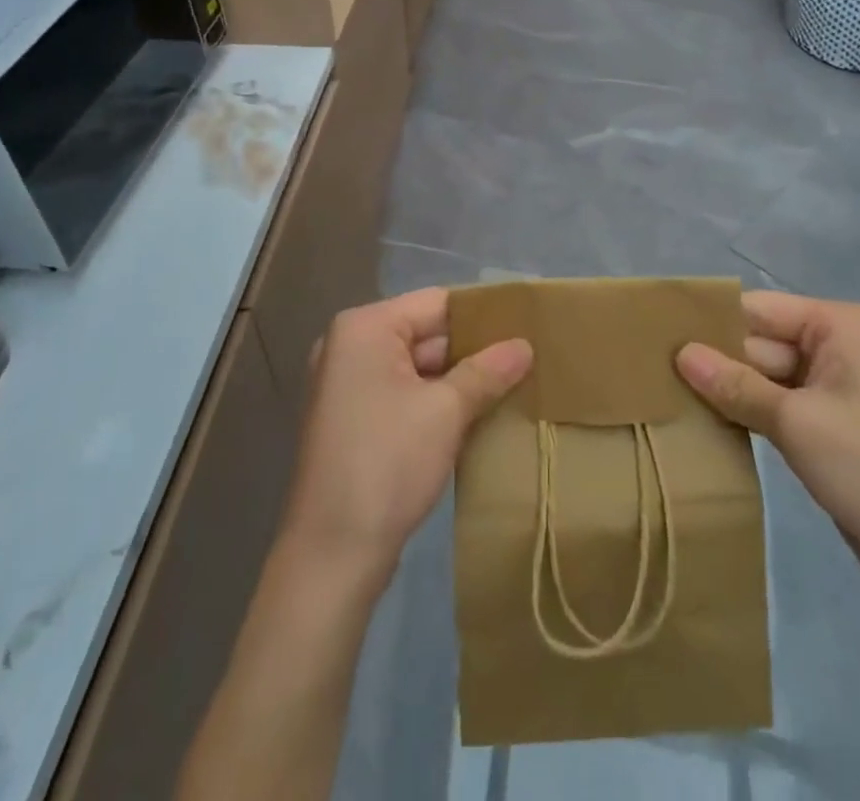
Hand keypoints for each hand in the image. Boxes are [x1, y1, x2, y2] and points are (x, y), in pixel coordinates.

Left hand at [279, 288, 532, 585]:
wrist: (332, 556)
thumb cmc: (387, 464)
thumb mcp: (445, 412)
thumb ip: (487, 371)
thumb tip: (525, 346)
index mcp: (364, 328)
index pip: (435, 303)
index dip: (482, 314)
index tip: (525, 324)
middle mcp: (351, 346)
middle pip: (425, 333)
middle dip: (474, 349)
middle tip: (527, 358)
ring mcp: (349, 385)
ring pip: (418, 367)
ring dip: (460, 378)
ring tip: (514, 383)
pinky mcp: (355, 420)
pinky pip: (405, 393)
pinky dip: (438, 401)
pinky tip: (479, 413)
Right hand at [676, 291, 859, 614]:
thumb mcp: (796, 422)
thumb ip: (735, 385)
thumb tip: (680, 353)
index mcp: (837, 327)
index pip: (758, 309)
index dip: (711, 320)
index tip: (658, 332)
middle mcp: (835, 347)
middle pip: (759, 342)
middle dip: (714, 359)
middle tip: (652, 368)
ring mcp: (831, 389)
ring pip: (763, 376)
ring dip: (725, 389)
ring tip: (667, 392)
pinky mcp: (825, 427)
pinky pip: (774, 406)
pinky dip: (745, 412)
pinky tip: (702, 420)